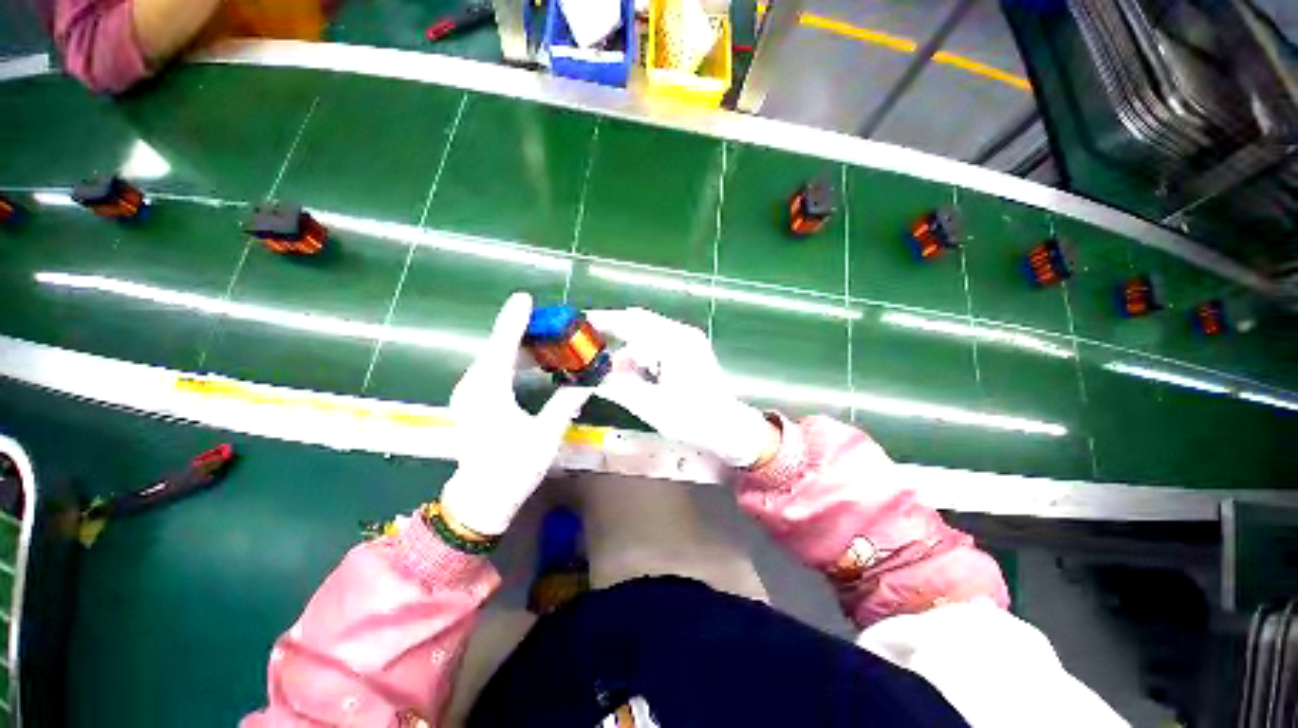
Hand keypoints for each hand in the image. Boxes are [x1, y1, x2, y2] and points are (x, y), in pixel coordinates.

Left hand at [440, 293, 593, 535]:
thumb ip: (566, 403)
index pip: (502, 346)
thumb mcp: (546, 435)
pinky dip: (512, 361)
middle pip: (497, 348)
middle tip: (551, 323)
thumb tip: (590, 382)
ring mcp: (470, 393)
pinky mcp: (473, 401)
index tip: (525, 298)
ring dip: (518, 346)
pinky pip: (493, 370)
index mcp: (489, 391)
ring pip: (494, 359)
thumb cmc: (512, 467)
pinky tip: (530, 362)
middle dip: (522, 331)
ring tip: (547, 338)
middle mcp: (474, 386)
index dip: (515, 320)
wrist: (481, 498)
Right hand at [586, 308, 779, 467]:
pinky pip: (657, 346)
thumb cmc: (694, 419)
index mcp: (674, 341)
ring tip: (610, 373)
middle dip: (612, 335)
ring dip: (627, 352)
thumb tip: (590, 377)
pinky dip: (641, 358)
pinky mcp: (689, 352)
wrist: (730, 430)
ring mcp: (687, 342)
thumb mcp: (650, 405)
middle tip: (588, 350)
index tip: (580, 324)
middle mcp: (681, 334)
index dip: (603, 321)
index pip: (631, 321)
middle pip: (638, 323)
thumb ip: (618, 387)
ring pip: (646, 336)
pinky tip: (632, 375)